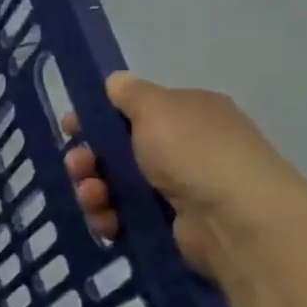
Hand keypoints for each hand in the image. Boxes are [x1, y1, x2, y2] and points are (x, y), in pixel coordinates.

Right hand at [64, 73, 306, 280]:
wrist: (235, 219)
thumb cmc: (195, 152)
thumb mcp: (158, 108)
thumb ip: (130, 94)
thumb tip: (115, 82)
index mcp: (187, 115)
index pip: (133, 111)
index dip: (98, 118)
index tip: (71, 127)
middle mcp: (182, 149)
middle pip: (115, 151)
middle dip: (88, 159)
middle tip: (78, 165)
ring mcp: (175, 190)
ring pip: (114, 186)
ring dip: (93, 190)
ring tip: (93, 196)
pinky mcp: (165, 225)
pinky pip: (122, 218)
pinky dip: (108, 218)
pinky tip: (107, 221)